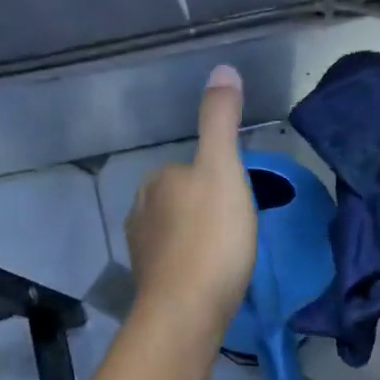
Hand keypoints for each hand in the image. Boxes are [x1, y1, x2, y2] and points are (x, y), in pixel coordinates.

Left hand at [126, 65, 257, 338]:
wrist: (188, 310)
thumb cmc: (212, 238)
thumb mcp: (224, 171)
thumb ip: (220, 121)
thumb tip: (223, 69)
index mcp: (158, 179)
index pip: (189, 168)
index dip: (217, 181)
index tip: (238, 202)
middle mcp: (141, 210)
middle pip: (180, 200)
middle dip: (203, 210)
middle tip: (236, 230)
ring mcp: (142, 250)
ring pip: (174, 232)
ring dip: (195, 239)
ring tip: (225, 256)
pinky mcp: (149, 284)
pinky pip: (173, 263)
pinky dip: (189, 266)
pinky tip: (208, 279)